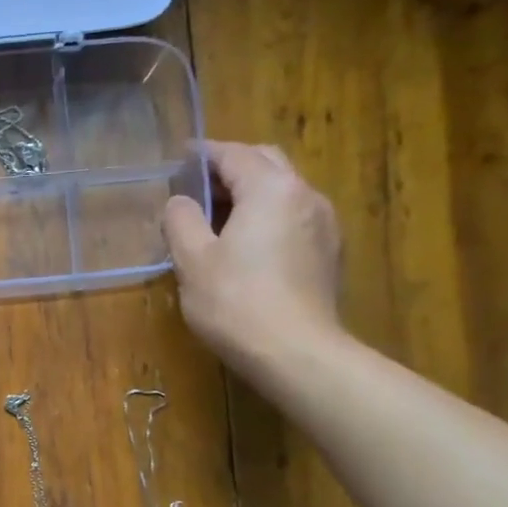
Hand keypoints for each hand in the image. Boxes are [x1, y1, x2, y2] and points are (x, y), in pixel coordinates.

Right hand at [162, 142, 343, 374]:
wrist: (295, 353)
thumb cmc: (236, 301)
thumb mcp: (192, 260)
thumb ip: (182, 220)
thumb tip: (180, 202)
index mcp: (271, 189)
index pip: (234, 155)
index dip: (204, 153)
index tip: (179, 158)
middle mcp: (305, 195)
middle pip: (266, 163)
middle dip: (232, 166)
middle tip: (197, 184)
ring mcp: (323, 224)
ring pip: (283, 190)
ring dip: (251, 191)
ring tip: (217, 214)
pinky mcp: (328, 252)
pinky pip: (293, 216)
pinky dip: (267, 215)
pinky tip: (246, 242)